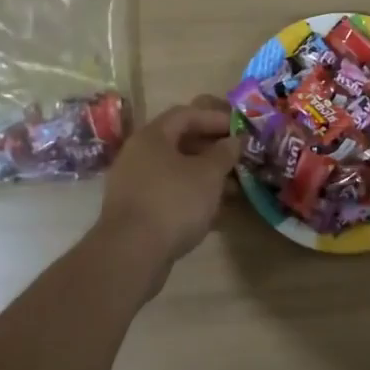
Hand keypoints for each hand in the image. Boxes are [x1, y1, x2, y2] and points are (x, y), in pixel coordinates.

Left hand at [95, 97, 237, 273]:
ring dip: (205, 177)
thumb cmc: (173, 202)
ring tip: (234, 190)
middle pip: (180, 143)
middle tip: (238, 159)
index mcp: (152, 136)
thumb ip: (224, 153)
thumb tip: (235, 140)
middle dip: (213, 150)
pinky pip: (169, 194)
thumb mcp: (208, 174)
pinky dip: (191, 197)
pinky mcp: (135, 212)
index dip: (215, 119)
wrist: (130, 255)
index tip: (240, 129)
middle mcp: (138, 155)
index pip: (186, 114)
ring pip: (176, 172)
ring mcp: (134, 184)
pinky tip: (215, 213)